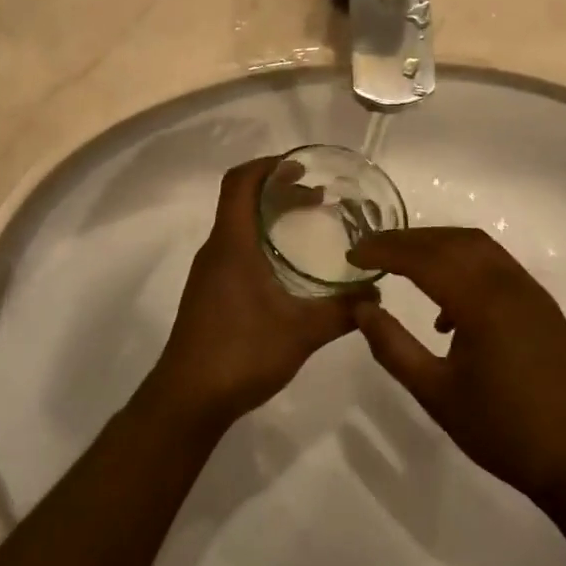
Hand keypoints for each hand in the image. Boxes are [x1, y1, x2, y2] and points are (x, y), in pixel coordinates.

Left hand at [147, 158, 365, 431]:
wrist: (188, 399)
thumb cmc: (241, 353)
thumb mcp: (302, 331)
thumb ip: (342, 311)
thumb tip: (377, 293)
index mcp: (232, 244)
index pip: (240, 183)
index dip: (268, 166)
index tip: (302, 166)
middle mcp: (216, 250)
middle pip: (242, 200)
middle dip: (278, 190)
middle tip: (318, 196)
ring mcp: (209, 272)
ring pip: (239, 226)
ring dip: (270, 216)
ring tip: (308, 223)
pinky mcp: (209, 293)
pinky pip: (237, 249)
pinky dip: (263, 240)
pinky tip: (288, 266)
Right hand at [349, 227, 565, 503]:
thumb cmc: (503, 430)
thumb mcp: (436, 394)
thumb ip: (394, 348)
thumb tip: (362, 308)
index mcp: (482, 303)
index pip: (424, 259)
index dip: (385, 251)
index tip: (353, 254)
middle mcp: (508, 284)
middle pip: (451, 241)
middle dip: (407, 240)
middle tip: (371, 249)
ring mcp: (530, 291)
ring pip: (477, 246)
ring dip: (437, 245)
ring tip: (403, 264)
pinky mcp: (541, 304)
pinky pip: (496, 265)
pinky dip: (464, 263)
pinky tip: (447, 307)